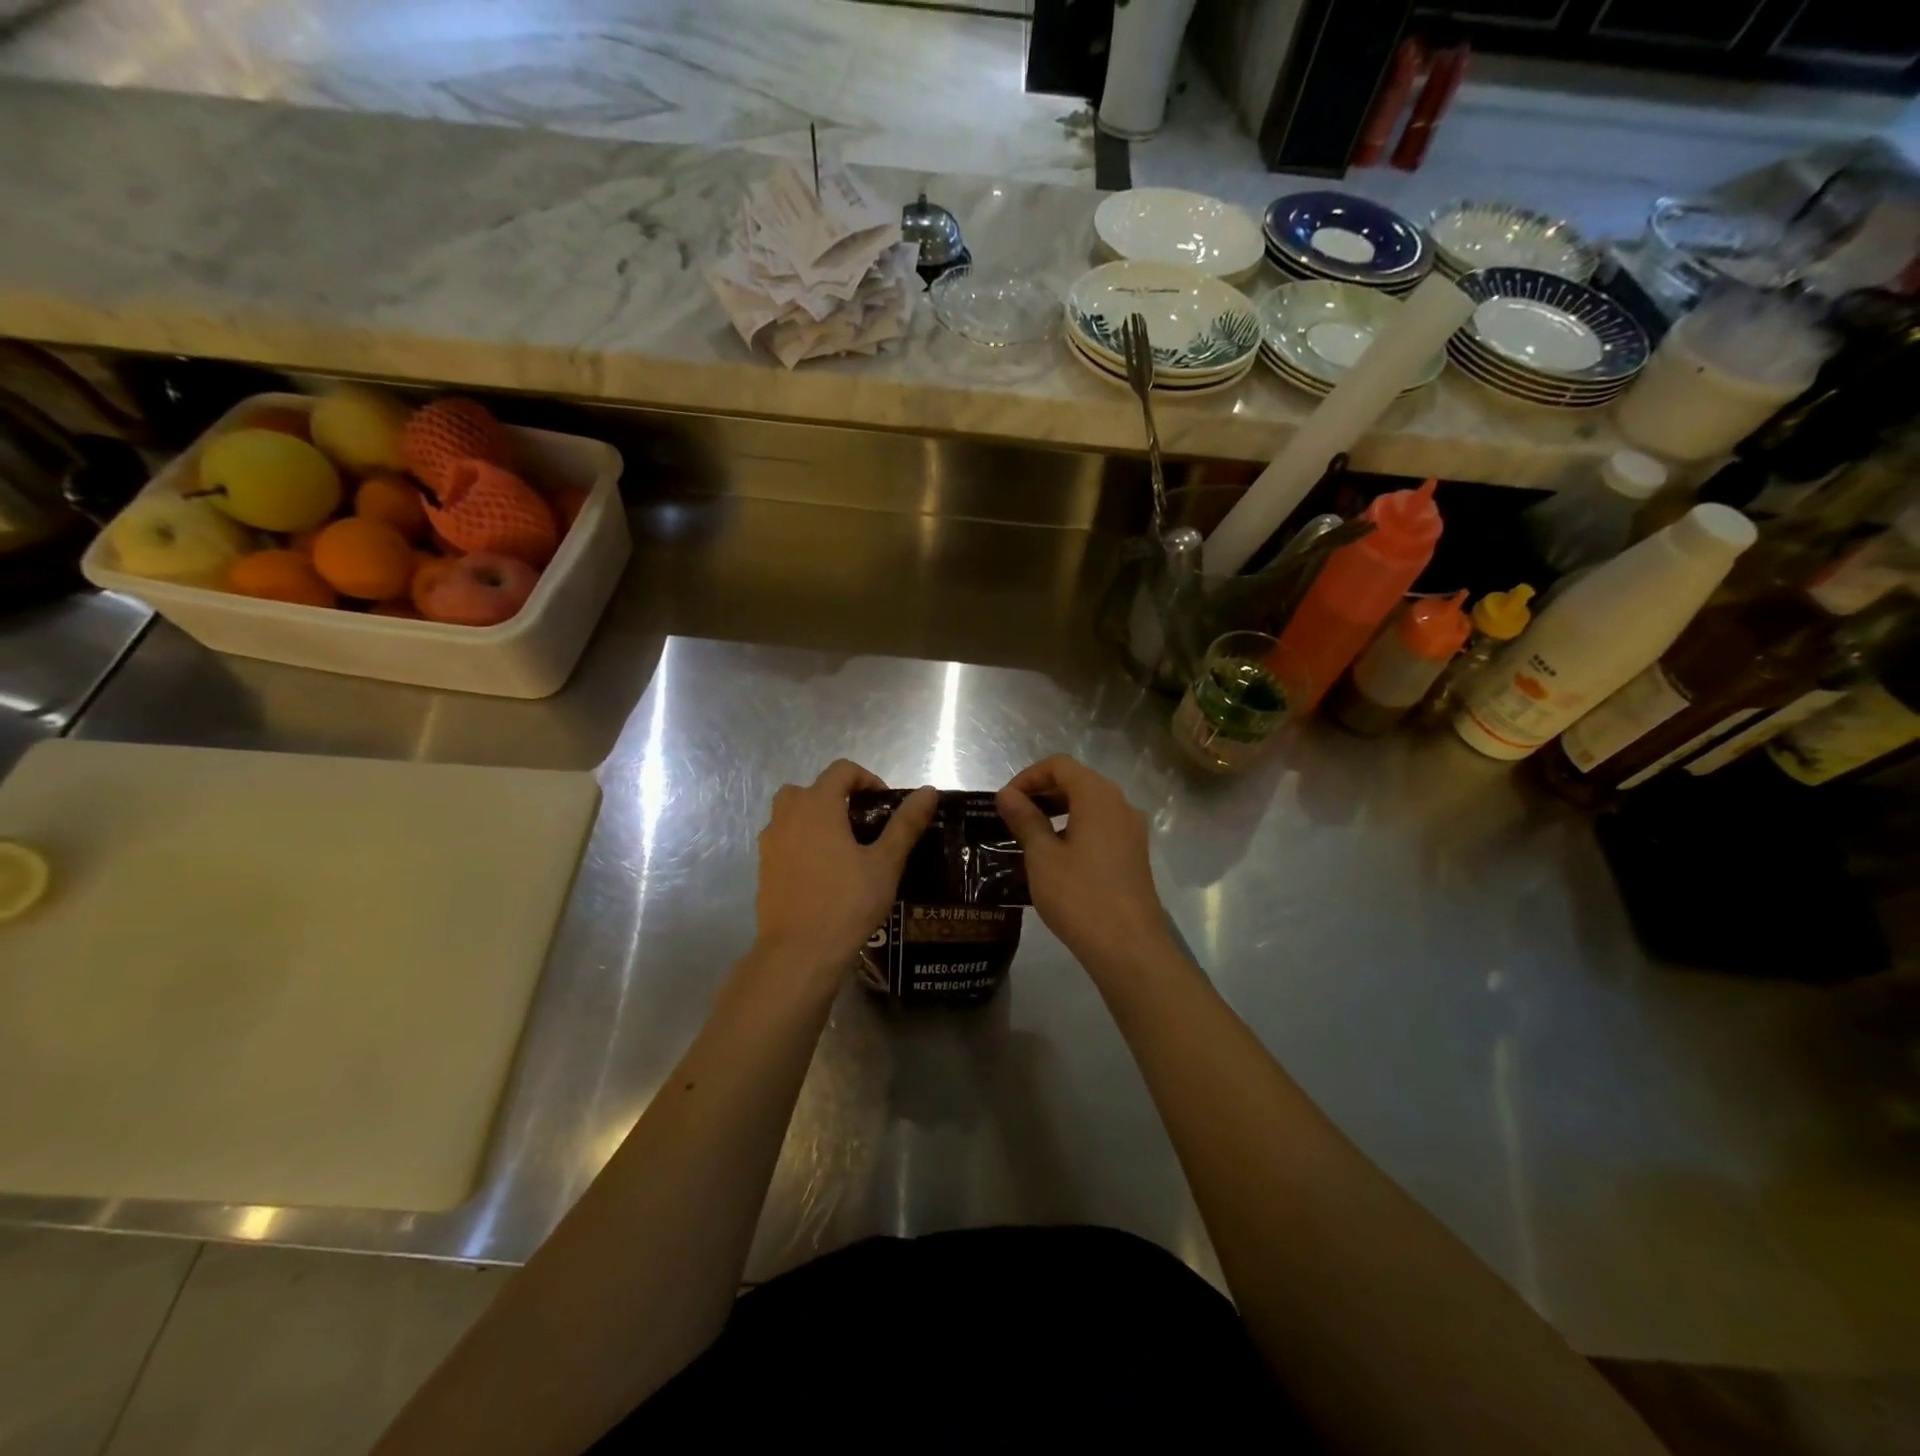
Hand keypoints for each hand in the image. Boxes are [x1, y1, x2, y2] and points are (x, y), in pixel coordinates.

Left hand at [754, 761, 935, 982]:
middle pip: (811, 788)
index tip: (885, 805)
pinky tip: (824, 873)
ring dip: (816, 818)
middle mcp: (787, 816)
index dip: (867, 779)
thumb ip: (905, 824)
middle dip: (838, 797)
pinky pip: (784, 840)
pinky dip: (802, 842)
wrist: (798, 954)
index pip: (842, 770)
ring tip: (844, 848)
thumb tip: (928, 791)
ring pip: (791, 813)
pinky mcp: (763, 868)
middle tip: (863, 823)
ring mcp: (770, 843)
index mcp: (817, 806)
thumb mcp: (885, 863)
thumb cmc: (846, 903)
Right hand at [997, 755, 1173, 977]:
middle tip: (1012, 818)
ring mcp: (1132, 830)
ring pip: (1090, 805)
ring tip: (1030, 837)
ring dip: (1058, 811)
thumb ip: (1025, 819)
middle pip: (1077, 781)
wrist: (1129, 947)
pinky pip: (1102, 827)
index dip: (1028, 776)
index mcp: (1098, 796)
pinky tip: (1056, 857)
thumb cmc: (1079, 896)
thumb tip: (1007, 795)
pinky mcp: (1134, 854)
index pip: (1059, 765)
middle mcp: (1120, 805)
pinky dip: (1076, 829)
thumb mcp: (1042, 856)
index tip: (1005, 802)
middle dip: (1042, 792)